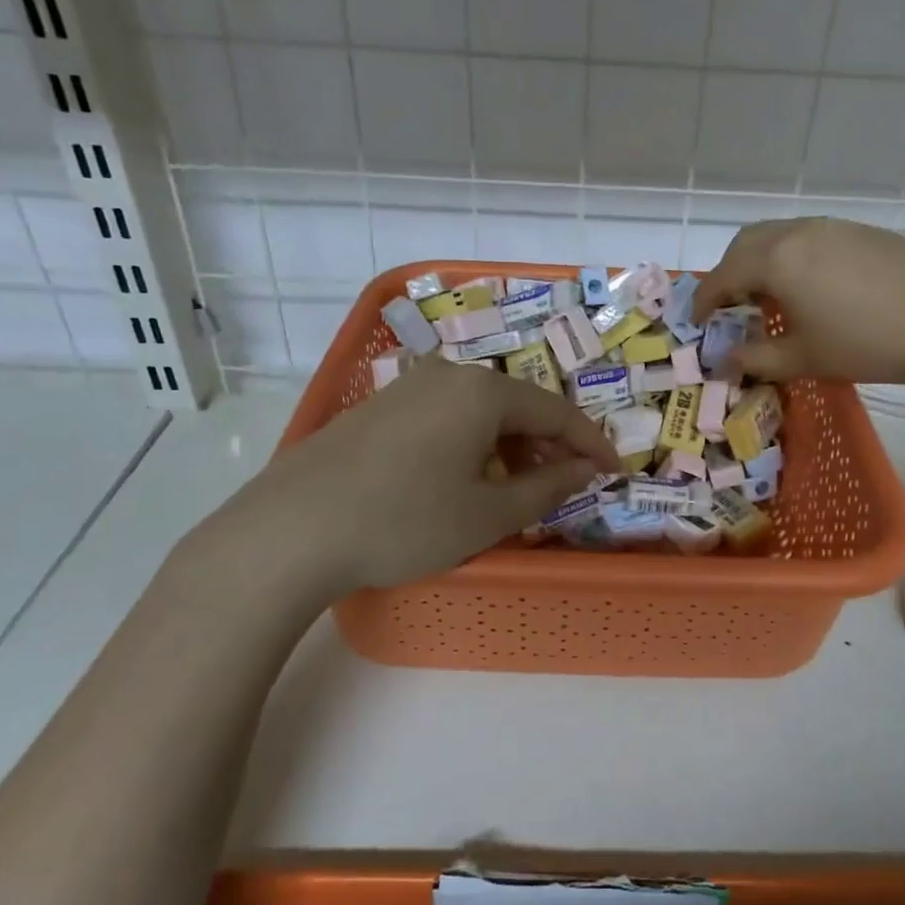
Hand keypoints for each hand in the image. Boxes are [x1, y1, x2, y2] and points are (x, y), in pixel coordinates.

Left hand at [180, 357, 620, 602]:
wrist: (292, 529)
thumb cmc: (407, 520)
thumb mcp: (489, 513)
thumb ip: (548, 488)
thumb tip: (584, 469)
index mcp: (482, 391)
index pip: (556, 410)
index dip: (590, 442)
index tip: (612, 471)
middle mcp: (447, 375)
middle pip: (516, 406)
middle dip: (546, 445)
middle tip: (562, 485)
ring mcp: (406, 388)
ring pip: (477, 413)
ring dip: (507, 447)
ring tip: (512, 490)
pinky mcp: (376, 409)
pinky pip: (443, 419)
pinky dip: (469, 446)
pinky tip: (459, 481)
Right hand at [692, 217, 904, 385]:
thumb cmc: (864, 345)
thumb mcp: (802, 359)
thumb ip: (754, 359)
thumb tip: (724, 361)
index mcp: (777, 260)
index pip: (723, 276)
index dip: (704, 300)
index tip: (698, 321)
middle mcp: (799, 232)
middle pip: (746, 243)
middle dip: (730, 272)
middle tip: (732, 305)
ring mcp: (834, 226)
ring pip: (780, 234)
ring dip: (763, 261)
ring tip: (772, 296)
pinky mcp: (863, 231)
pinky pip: (813, 237)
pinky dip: (795, 257)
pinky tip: (815, 287)